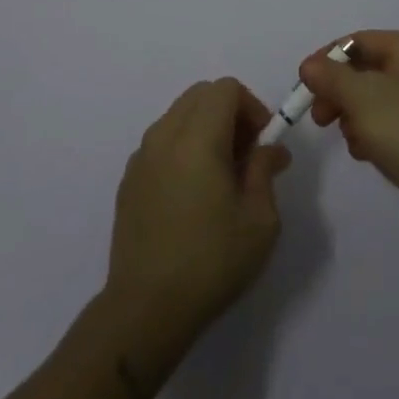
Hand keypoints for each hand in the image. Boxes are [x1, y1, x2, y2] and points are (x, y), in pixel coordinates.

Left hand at [103, 79, 291, 351]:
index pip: (226, 88)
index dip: (252, 106)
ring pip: (179, 115)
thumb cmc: (211, 262)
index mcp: (197, 138)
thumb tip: (269, 149)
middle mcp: (164, 135)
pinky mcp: (129, 179)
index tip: (264, 143)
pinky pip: (162, 141)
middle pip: (200, 94)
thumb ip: (264, 171)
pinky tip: (193, 193)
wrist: (145, 309)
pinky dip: (183, 147)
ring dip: (206, 128)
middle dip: (230, 112)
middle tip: (247, 155)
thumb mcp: (259, 220)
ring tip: (221, 176)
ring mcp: (141, 156)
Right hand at [300, 31, 398, 240]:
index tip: (303, 86)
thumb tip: (309, 65)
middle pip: (365, 70)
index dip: (326, 60)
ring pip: (374, 100)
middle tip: (319, 118)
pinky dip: (373, 135)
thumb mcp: (364, 98)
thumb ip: (331, 77)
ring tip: (351, 141)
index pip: (358, 41)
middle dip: (338, 93)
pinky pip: (390, 124)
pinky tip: (366, 154)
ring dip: (353, 117)